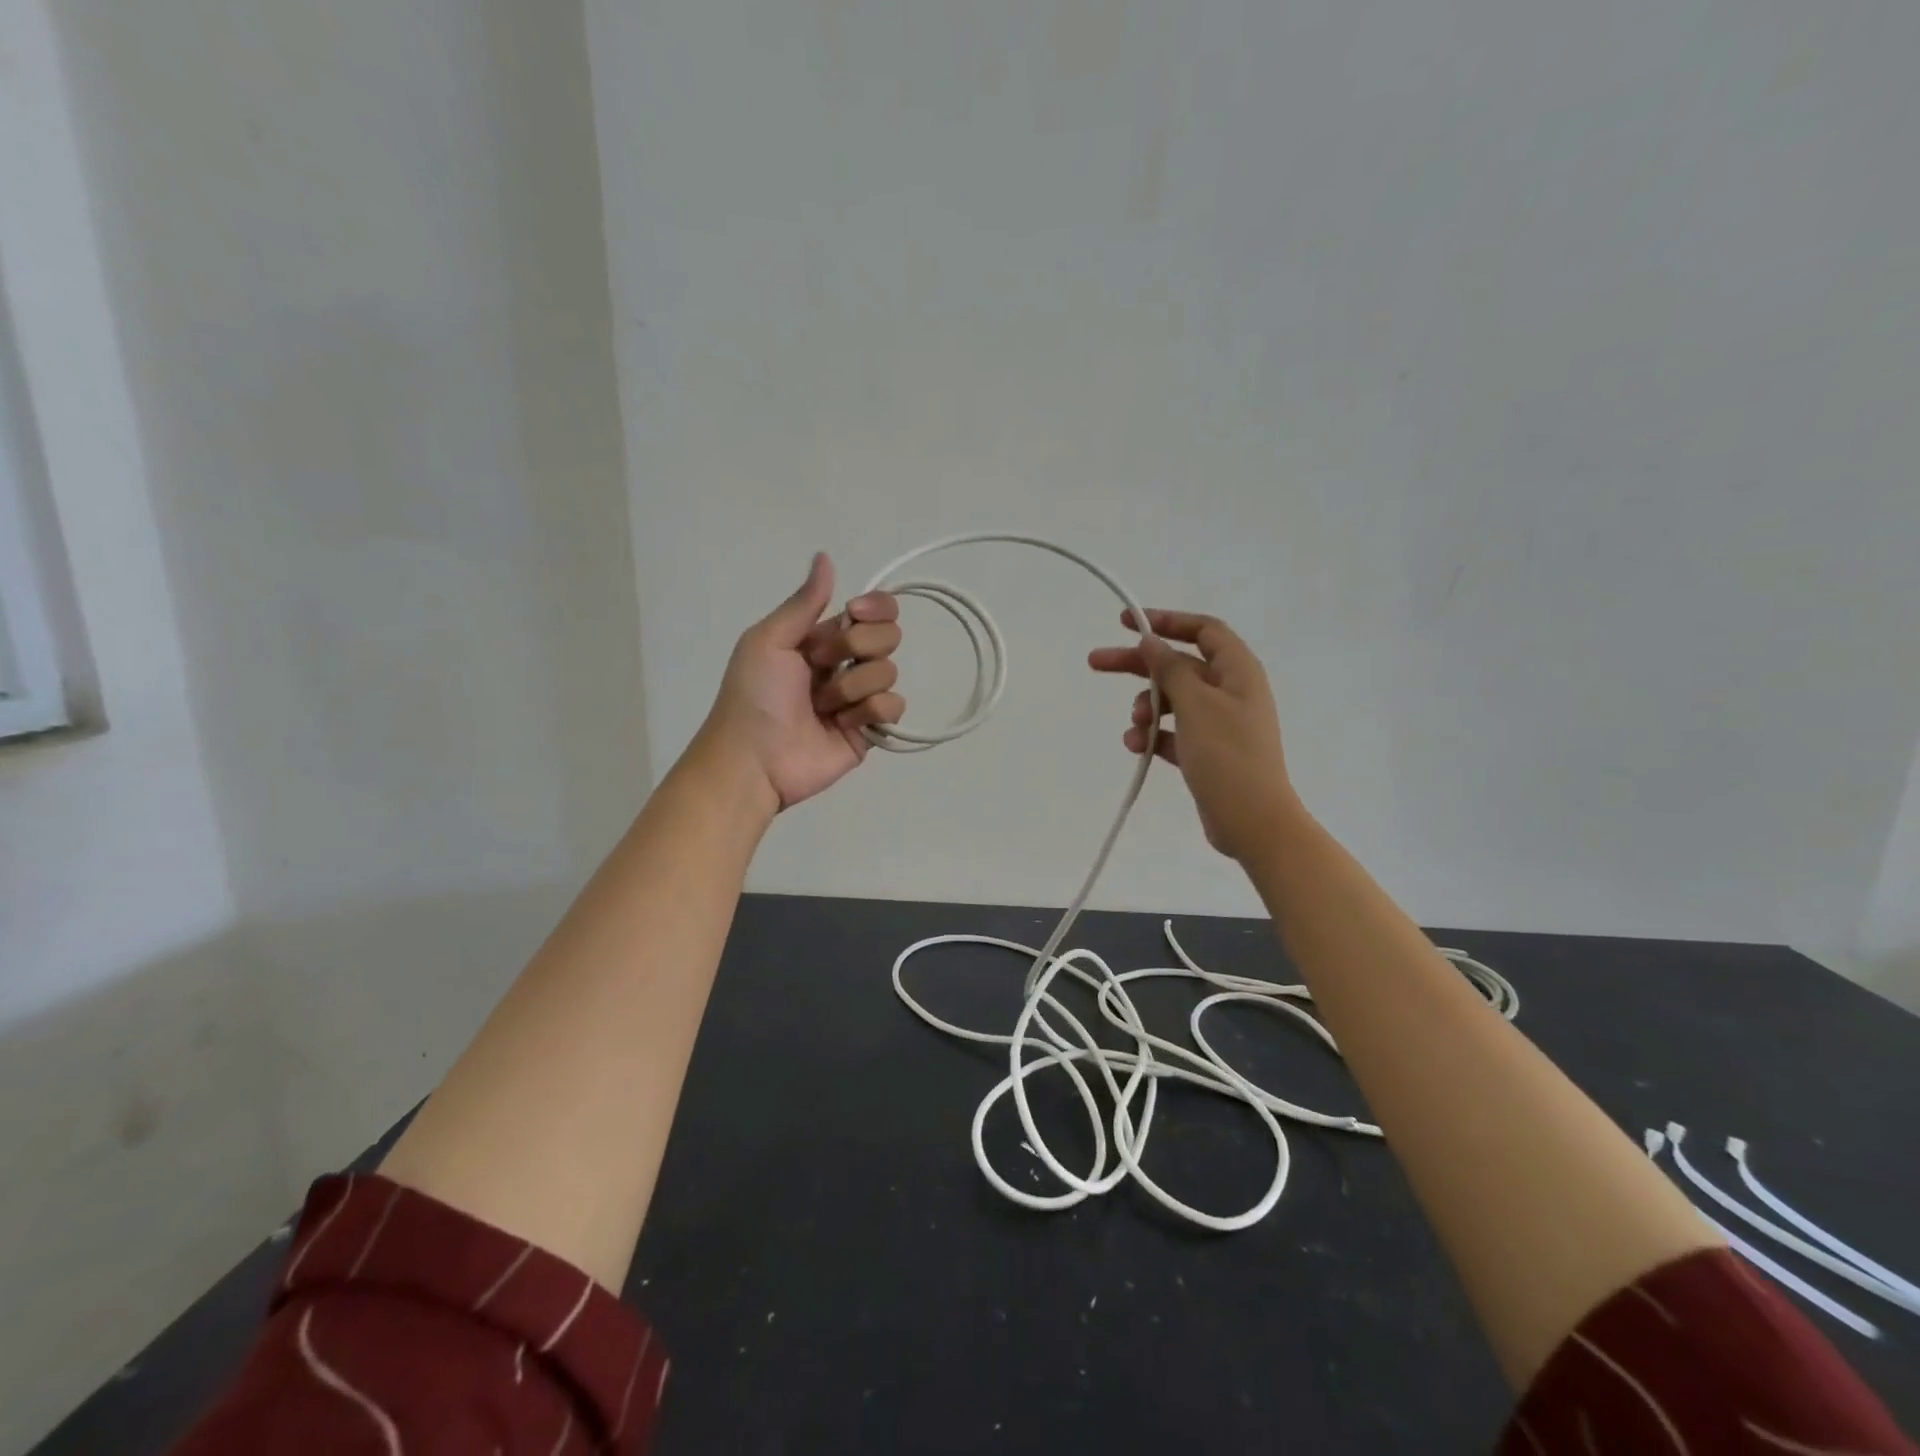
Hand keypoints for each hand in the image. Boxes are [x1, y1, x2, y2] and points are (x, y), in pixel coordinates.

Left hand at [698, 553, 905, 812]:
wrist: (753, 759)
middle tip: (820, 667)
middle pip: (888, 636)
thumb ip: (804, 602)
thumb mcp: (768, 640)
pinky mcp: (870, 730)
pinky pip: (894, 707)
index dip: (875, 608)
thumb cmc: (754, 695)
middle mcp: (846, 664)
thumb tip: (825, 555)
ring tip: (822, 707)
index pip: (874, 610)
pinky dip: (870, 712)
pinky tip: (843, 725)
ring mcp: (860, 699)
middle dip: (856, 648)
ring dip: (852, 687)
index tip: (853, 614)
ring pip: (889, 671)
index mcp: (823, 638)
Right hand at [1088, 609, 1297, 861]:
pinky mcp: (1207, 751)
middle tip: (1096, 662)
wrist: (1252, 821)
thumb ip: (1170, 669)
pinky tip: (1137, 746)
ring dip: (1146, 707)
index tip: (1129, 623)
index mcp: (1237, 671)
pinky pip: (1172, 732)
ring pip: (1171, 700)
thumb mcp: (1195, 704)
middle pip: (1178, 665)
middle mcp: (1230, 691)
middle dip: (1139, 665)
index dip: (1167, 621)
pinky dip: (1154, 735)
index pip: (1203, 630)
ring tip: (1135, 726)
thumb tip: (1151, 641)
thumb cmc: (1227, 755)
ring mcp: (1218, 723)